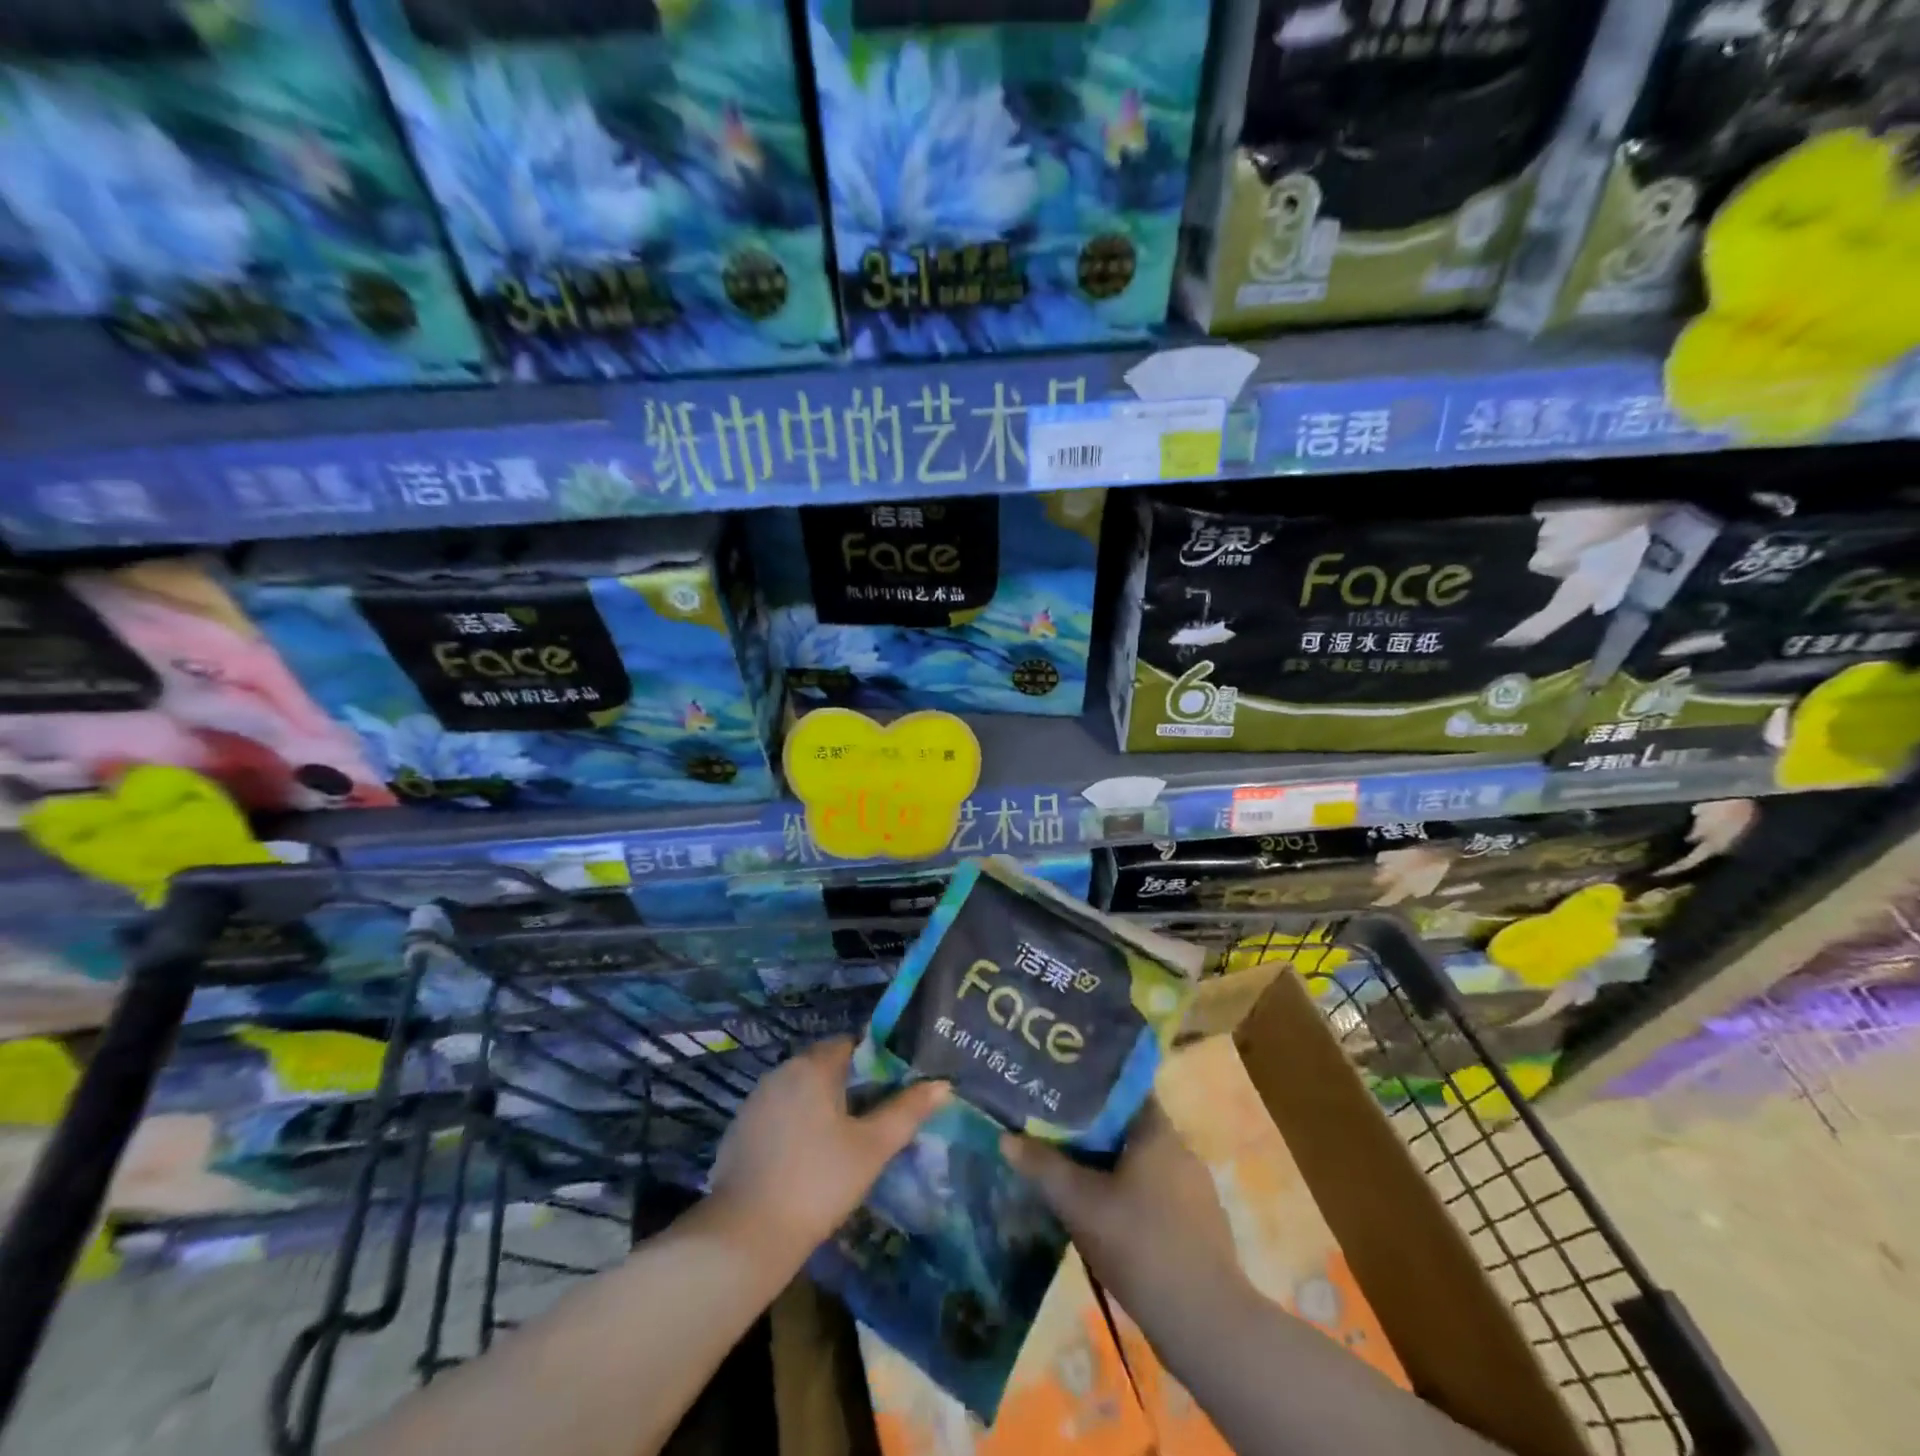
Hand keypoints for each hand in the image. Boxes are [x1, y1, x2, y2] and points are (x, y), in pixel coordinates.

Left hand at [708, 1038, 947, 1269]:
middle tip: (874, 1119)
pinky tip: (808, 1159)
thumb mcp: (872, 1148)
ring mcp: (755, 1100)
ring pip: (800, 1090)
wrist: (744, 1236)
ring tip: (844, 1141)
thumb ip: (907, 1111)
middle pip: (824, 1065)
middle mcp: (781, 1072)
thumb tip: (942, 1084)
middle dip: (850, 1085)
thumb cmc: (818, 1182)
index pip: (850, 1044)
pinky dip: (796, 1125)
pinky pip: (779, 1113)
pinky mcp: (740, 1130)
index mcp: (813, 1066)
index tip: (892, 1090)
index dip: (875, 1061)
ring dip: (822, 1106)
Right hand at [1002, 1101, 1245, 1315]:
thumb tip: (1006, 1138)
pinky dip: (1133, 1196)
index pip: (1123, 1090)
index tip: (1060, 1092)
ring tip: (1076, 1175)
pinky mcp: (1201, 1226)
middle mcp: (1181, 1150)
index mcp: (1158, 1131)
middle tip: (1056, 1134)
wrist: (1206, 1324)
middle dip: (1094, 1131)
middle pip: (1130, 1126)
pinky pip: (1158, 1194)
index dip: (1090, 1088)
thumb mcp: (1080, 1204)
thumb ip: (1043, 1168)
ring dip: (1112, 1167)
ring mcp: (1196, 1190)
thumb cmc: (1140, 1245)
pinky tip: (1110, 1218)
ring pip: (1144, 1163)